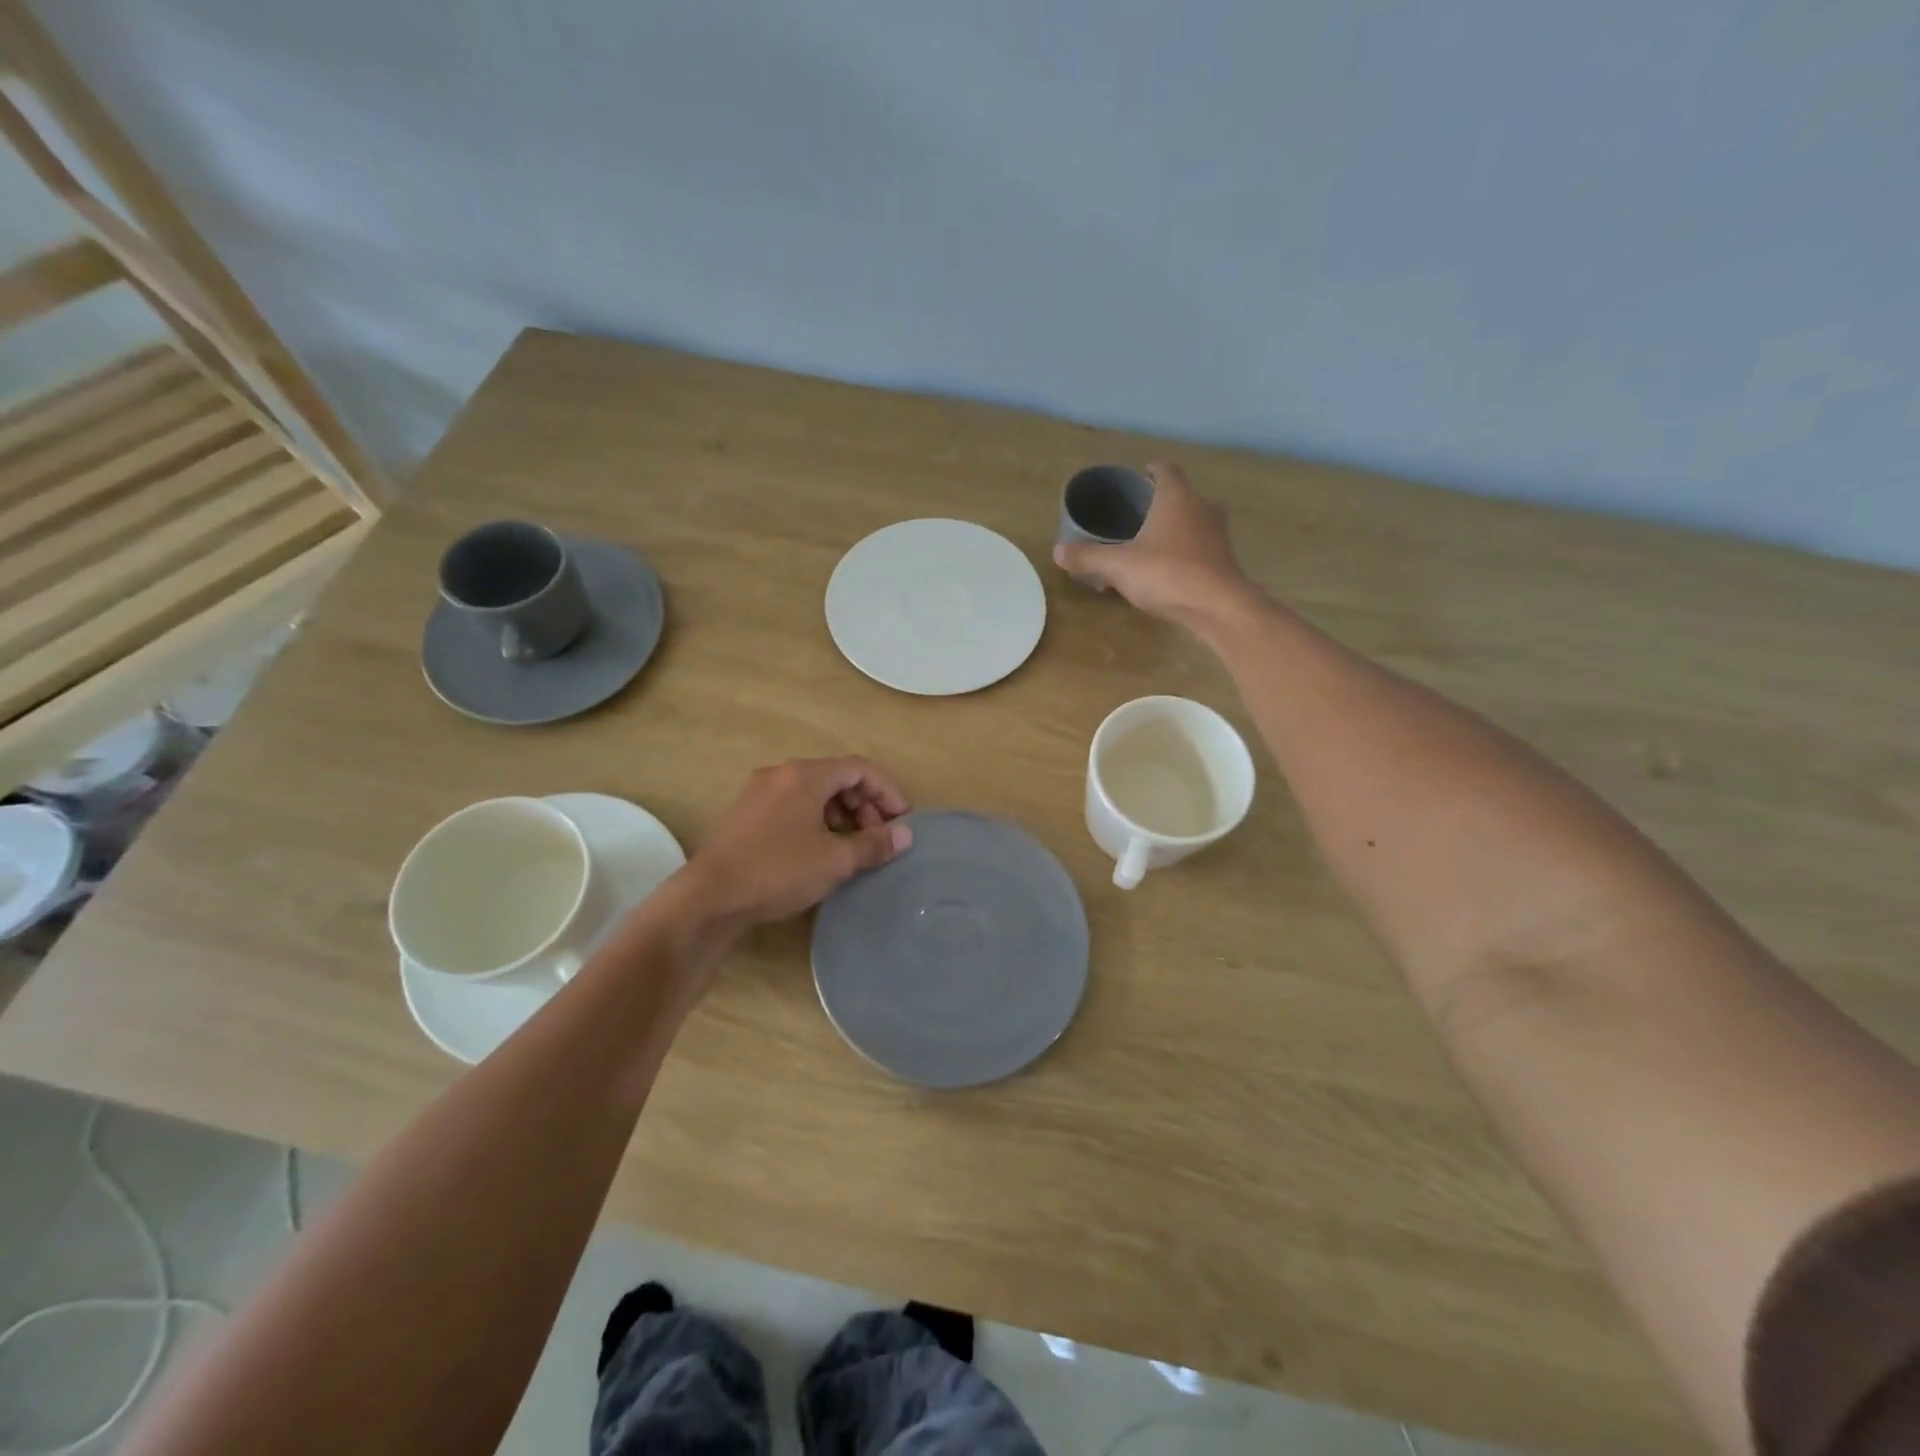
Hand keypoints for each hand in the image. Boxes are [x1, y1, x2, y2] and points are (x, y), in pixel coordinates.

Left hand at [684, 757, 912, 925]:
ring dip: (842, 814)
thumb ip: (874, 844)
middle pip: (837, 777)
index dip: (888, 791)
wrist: (709, 897)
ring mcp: (759, 792)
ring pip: (814, 792)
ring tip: (852, 847)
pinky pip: (793, 805)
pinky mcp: (746, 814)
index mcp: (805, 775)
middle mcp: (781, 773)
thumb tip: (906, 835)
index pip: (859, 768)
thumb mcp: (834, 860)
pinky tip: (820, 850)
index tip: (903, 821)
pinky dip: (817, 820)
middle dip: (865, 804)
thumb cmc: (778, 871)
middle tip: (878, 838)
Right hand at [1052, 461, 1257, 627]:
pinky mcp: (1225, 557)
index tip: (1137, 479)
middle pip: (1181, 493)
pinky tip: (1171, 566)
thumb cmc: (1167, 573)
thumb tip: (1058, 551)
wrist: (1218, 605)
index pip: (1165, 469)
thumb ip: (1088, 557)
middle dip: (1162, 500)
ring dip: (1177, 525)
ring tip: (1153, 540)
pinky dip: (1187, 548)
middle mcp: (1201, 506)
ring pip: (1195, 518)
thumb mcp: (1118, 566)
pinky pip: (1202, 544)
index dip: (1150, 471)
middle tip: (1138, 514)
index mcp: (1176, 497)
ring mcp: (1218, 532)